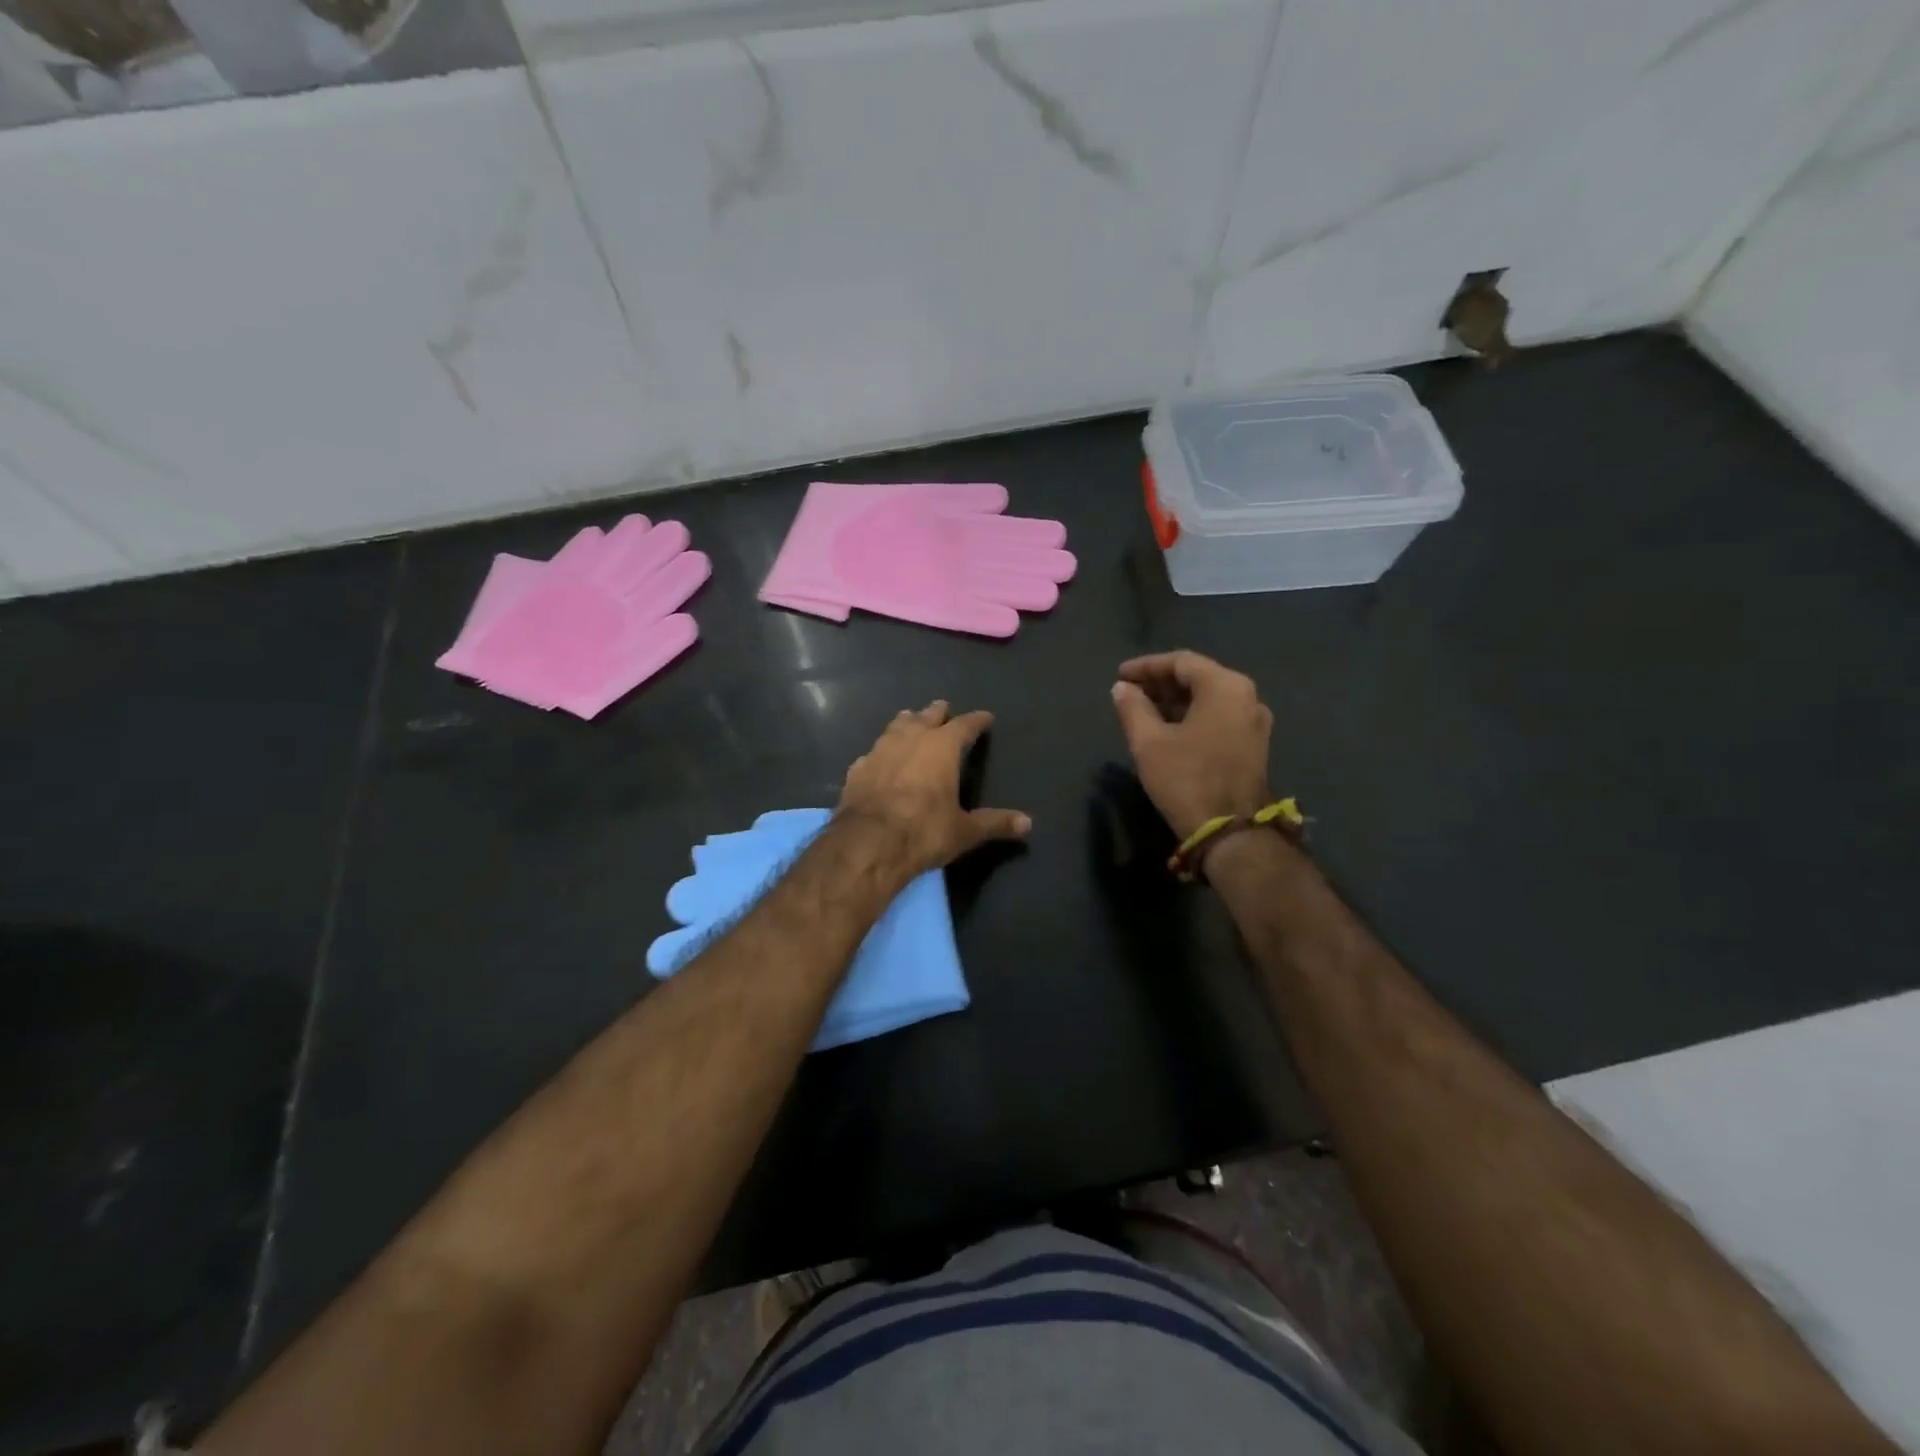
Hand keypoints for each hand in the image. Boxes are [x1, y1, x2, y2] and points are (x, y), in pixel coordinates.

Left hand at [838, 701, 1030, 876]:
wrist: (868, 844)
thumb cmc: (924, 831)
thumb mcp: (965, 831)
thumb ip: (995, 823)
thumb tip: (1028, 824)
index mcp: (942, 747)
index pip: (965, 725)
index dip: (977, 721)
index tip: (985, 717)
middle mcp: (910, 739)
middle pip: (926, 716)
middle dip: (937, 712)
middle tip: (944, 708)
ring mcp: (879, 751)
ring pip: (896, 727)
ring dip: (906, 723)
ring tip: (911, 721)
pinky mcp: (857, 769)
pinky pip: (873, 752)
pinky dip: (882, 752)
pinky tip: (880, 759)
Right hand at [1110, 651, 1273, 840]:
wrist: (1231, 833)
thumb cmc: (1187, 780)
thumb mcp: (1149, 743)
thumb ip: (1133, 708)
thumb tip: (1122, 688)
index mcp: (1225, 687)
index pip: (1181, 662)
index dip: (1146, 666)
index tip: (1120, 675)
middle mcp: (1247, 697)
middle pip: (1198, 677)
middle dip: (1160, 683)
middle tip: (1128, 692)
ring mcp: (1254, 722)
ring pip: (1208, 699)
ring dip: (1174, 701)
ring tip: (1141, 710)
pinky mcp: (1252, 745)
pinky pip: (1217, 717)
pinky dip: (1190, 716)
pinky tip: (1165, 729)